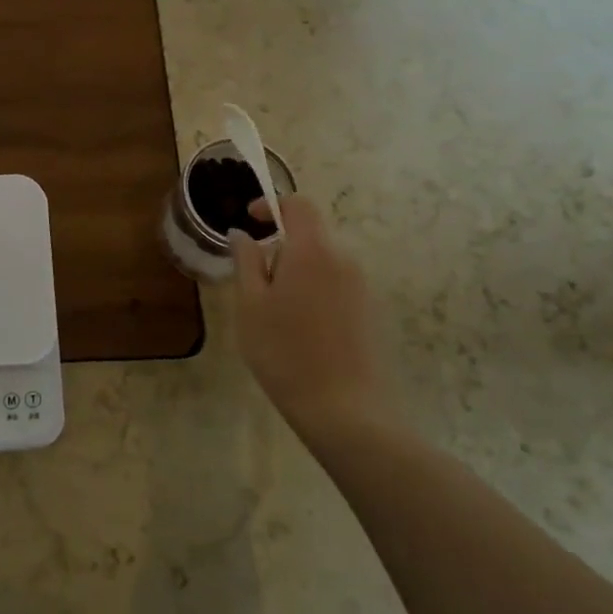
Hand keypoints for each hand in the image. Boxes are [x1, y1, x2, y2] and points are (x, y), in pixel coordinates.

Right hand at [229, 195, 392, 446]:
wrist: (343, 408)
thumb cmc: (284, 352)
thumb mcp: (250, 305)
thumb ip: (246, 261)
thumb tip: (242, 234)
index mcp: (312, 250)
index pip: (298, 205)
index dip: (272, 206)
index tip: (250, 222)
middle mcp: (343, 259)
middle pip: (311, 234)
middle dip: (281, 247)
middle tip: (255, 283)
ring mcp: (362, 285)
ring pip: (323, 261)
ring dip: (297, 271)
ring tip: (276, 311)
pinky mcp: (370, 310)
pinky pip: (337, 284)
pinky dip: (315, 290)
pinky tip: (302, 329)